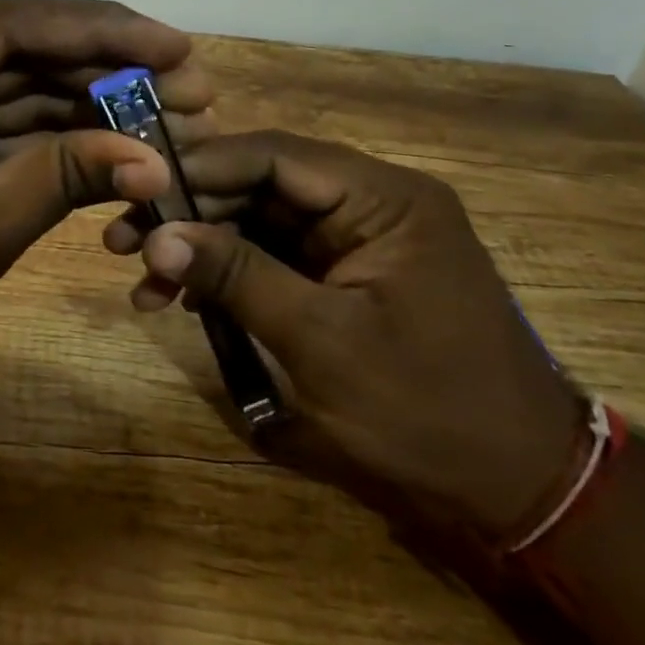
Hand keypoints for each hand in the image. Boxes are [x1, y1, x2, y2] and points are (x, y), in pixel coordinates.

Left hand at [0, 0, 213, 359]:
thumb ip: (62, 179)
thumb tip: (155, 160)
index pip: (10, 24)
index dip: (101, 30)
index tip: (175, 45)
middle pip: (19, 45)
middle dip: (105, 65)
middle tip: (189, 82)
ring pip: (16, 81)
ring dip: (88, 98)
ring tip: (168, 112)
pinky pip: (0, 117)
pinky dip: (55, 131)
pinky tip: (115, 137)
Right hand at [104, 131, 581, 539]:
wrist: (521, 490)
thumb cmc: (429, 410)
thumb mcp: (322, 342)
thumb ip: (238, 277)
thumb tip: (156, 236)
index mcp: (383, 198)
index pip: (274, 155)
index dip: (200, 168)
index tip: (137, 190)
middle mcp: (370, 203)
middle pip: (261, 185)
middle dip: (192, 214)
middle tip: (123, 241)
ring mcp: (358, 241)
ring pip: (261, 222)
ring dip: (203, 248)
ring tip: (143, 283)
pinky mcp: (345, 277)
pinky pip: (276, 258)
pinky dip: (230, 276)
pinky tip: (184, 299)